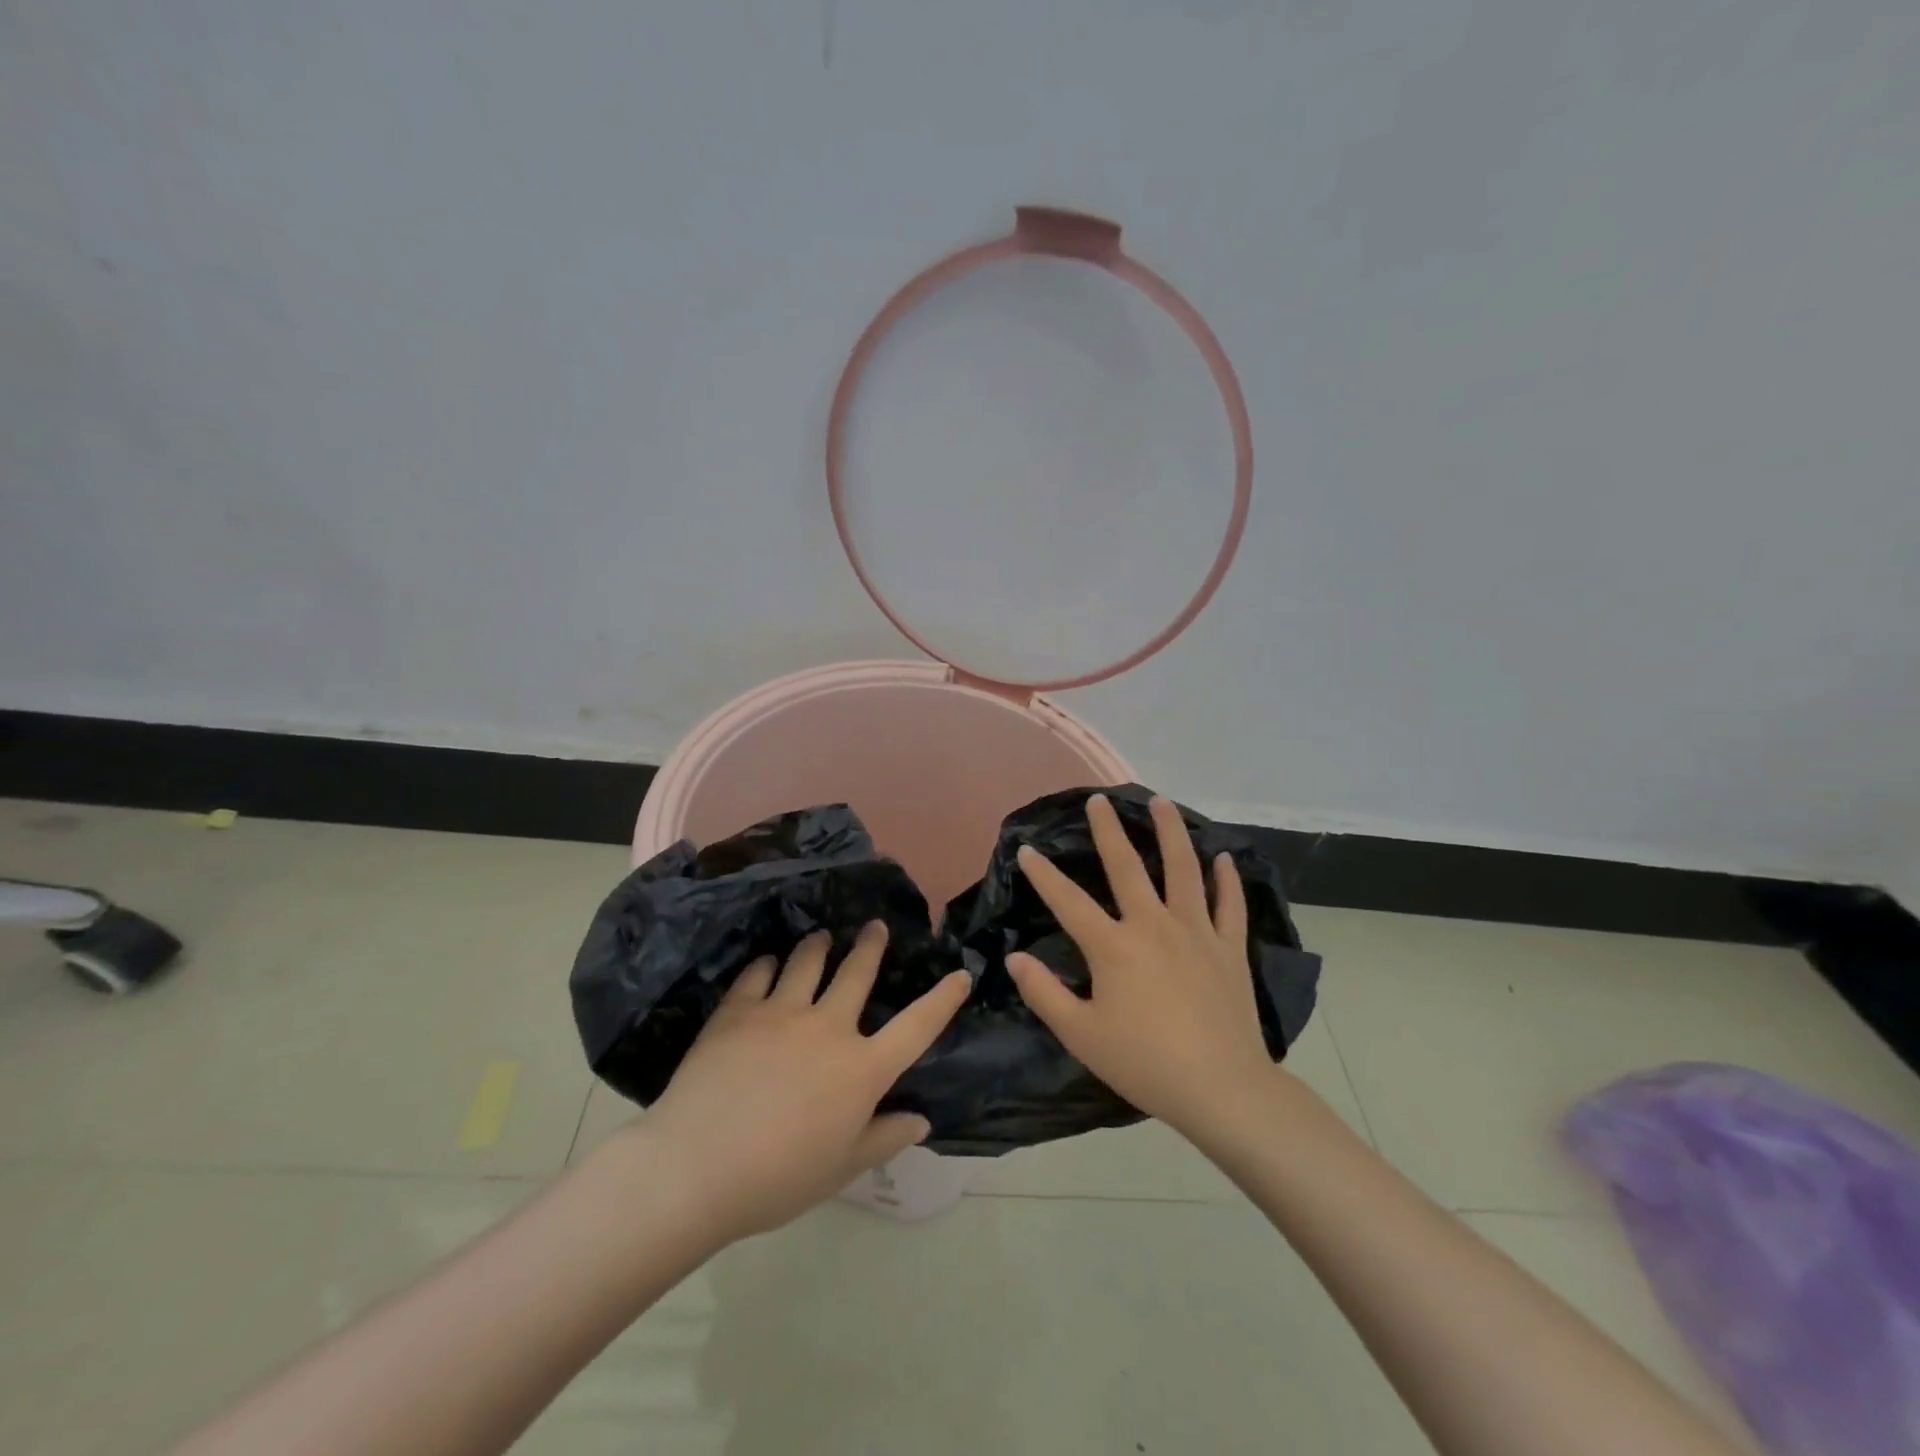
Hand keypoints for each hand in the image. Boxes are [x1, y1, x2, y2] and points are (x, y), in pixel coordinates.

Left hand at [621, 922, 971, 1243]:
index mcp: (861, 1069)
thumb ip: (885, 1138)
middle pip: (857, 973)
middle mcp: (829, 1028)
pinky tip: (767, 965)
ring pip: (807, 962)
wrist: (696, 1168)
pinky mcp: (738, 1011)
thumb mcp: (842, 1169)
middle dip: (870, 945)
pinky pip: (758, 974)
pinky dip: (767, 966)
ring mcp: (781, 1013)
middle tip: (875, 926)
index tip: (960, 973)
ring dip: (818, 946)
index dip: (943, 999)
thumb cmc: (778, 1179)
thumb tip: (921, 1120)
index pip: (917, 1027)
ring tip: (821, 937)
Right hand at [1004, 793, 1273, 1141]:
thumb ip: (1044, 993)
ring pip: (1183, 870)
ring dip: (1170, 833)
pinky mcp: (1229, 948)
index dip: (1044, 874)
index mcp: (1113, 947)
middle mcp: (1153, 926)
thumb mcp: (1081, 1035)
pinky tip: (1225, 857)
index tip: (1027, 849)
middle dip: (1109, 831)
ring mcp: (1196, 932)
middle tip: (1099, 800)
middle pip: (1127, 867)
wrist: (1221, 1089)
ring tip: (1160, 802)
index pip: (1069, 901)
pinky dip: (1227, 879)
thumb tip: (1015, 959)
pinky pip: (1229, 905)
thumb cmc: (1144, 1063)